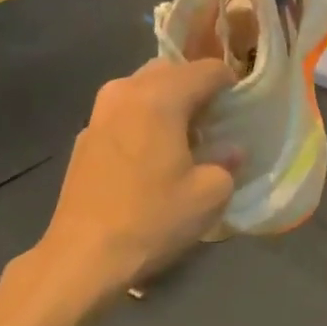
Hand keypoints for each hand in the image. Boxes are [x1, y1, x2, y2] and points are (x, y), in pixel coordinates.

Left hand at [11, 58, 236, 305]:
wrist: (84, 256)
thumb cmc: (153, 219)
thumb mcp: (210, 195)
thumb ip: (227, 162)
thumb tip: (230, 150)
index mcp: (161, 97)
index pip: (207, 69)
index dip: (231, 83)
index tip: (242, 105)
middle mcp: (126, 92)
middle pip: (170, 70)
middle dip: (196, 87)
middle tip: (215, 120)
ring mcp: (99, 113)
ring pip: (142, 87)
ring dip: (167, 101)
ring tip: (184, 136)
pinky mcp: (84, 137)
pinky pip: (123, 111)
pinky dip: (143, 119)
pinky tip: (152, 154)